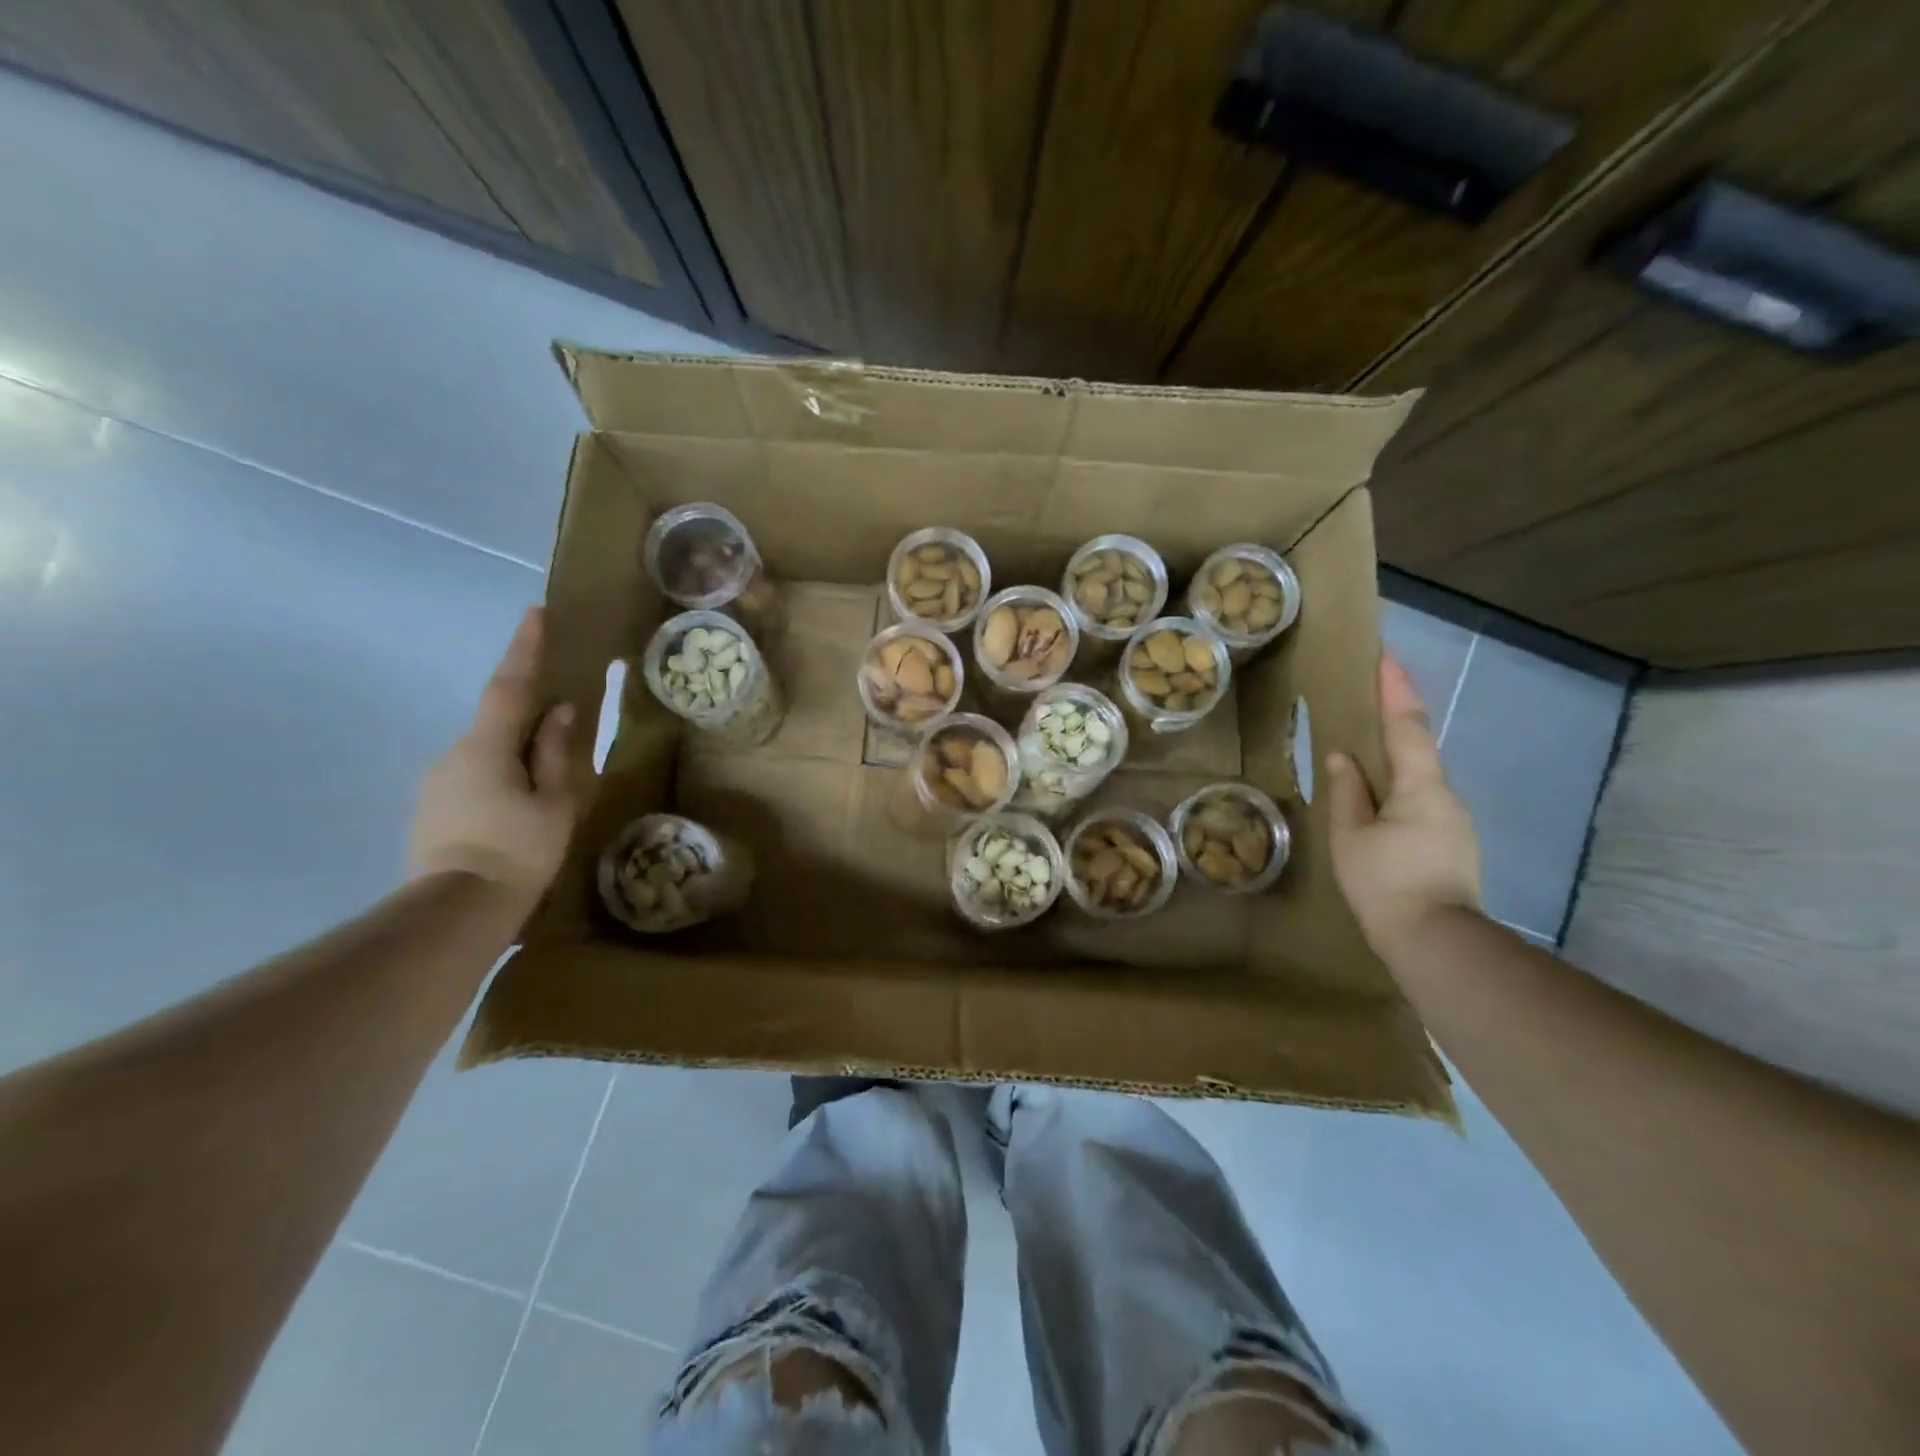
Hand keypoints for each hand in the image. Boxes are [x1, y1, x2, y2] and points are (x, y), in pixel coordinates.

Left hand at [410, 608, 575, 898]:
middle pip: (497, 722)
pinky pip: (473, 779)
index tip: (536, 612)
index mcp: (486, 747)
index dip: (524, 648)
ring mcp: (436, 783)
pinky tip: (514, 815)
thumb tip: (559, 710)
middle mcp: (453, 754)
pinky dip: (498, 782)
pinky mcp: (430, 809)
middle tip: (560, 728)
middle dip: (526, 717)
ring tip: (540, 791)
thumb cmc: (517, 852)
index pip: (509, 685)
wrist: (454, 912)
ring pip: (485, 754)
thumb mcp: (554, 802)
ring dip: (513, 758)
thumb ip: (555, 752)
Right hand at [1326, 653, 1481, 956]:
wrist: (1435, 941)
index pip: (1406, 725)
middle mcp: (1445, 795)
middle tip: (1368, 695)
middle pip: (1417, 747)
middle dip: (1395, 717)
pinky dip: (1397, 786)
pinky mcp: (1451, 842)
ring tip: (1361, 750)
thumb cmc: (1386, 882)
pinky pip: (1420, 800)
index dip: (1394, 688)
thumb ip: (1347, 792)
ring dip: (1393, 756)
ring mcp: (1453, 820)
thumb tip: (1342, 757)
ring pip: (1418, 777)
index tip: (1384, 655)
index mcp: (1421, 786)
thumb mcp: (1352, 836)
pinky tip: (1377, 799)